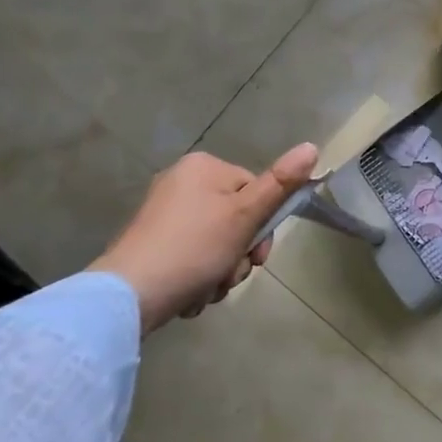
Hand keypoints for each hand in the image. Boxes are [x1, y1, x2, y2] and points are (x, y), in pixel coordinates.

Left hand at [92, 143, 317, 333]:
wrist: (128, 296)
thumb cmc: (194, 248)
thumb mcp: (245, 215)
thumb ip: (280, 183)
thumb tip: (313, 145)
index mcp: (203, 167)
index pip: (254, 189)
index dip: (262, 226)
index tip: (257, 255)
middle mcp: (181, 182)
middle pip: (236, 218)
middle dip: (239, 255)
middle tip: (230, 277)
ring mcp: (162, 215)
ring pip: (216, 242)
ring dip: (221, 271)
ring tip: (207, 291)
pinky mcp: (151, 244)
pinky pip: (191, 256)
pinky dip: (197, 277)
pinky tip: (190, 295)